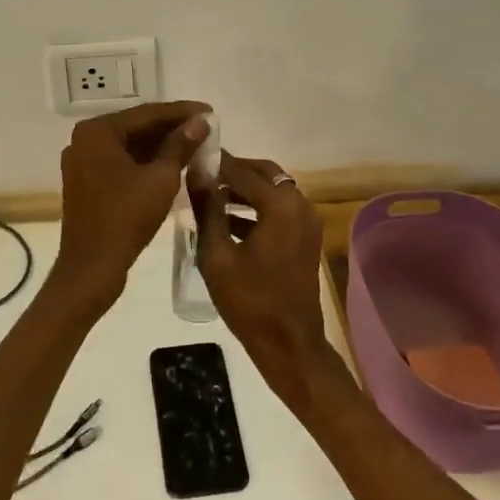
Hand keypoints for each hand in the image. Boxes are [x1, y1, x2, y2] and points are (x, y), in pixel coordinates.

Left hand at [54, 101, 212, 313]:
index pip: (147, 113)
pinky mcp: (87, 182)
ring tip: (196, 144)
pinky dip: (146, 162)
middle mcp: (85, 140)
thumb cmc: (126, 218)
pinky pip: (121, 162)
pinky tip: (173, 164)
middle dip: (172, 128)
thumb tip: (201, 121)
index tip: (211, 111)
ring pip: (130, 146)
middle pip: (137, 127)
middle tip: (206, 128)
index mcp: (97, 132)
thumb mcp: (161, 178)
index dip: (182, 112)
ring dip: (161, 145)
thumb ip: (181, 145)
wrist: (92, 268)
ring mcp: (83, 162)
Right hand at [189, 152, 332, 397]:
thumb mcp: (216, 254)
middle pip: (263, 173)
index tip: (192, 155)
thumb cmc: (249, 301)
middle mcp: (299, 204)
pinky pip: (279, 208)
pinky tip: (227, 219)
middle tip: (202, 174)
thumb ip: (207, 209)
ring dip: (244, 189)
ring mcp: (307, 221)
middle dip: (233, 171)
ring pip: (273, 190)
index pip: (241, 170)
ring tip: (209, 195)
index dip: (216, 162)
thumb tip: (196, 173)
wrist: (289, 344)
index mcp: (280, 205)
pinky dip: (257, 207)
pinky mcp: (306, 237)